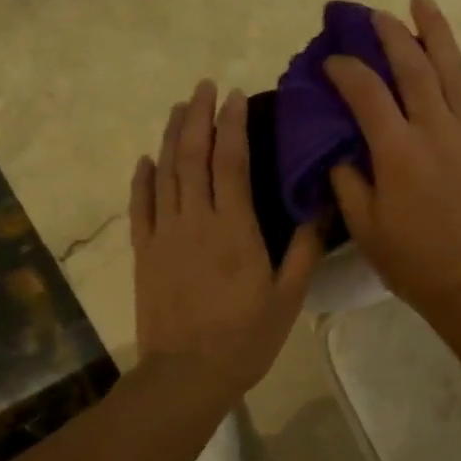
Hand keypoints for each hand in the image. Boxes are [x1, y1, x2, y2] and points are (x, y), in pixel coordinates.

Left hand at [132, 81, 322, 394]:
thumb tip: (320, 207)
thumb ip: (303, 249)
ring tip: (179, 107)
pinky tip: (146, 159)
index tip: (235, 95)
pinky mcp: (143, 252)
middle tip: (204, 86)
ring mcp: (163, 234)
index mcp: (234, 228)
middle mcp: (195, 220)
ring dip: (171, 136)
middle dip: (198, 116)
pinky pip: (140, 206)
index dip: (233, 124)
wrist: (186, 374)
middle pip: (192, 156)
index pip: (231, 162)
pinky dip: (142, 178)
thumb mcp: (288, 297)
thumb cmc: (245, 338)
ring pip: (165, 173)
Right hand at [324, 0, 460, 313]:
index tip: (334, 62)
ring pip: (453, 68)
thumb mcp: (365, 228)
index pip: (365, 94)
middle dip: (390, 36)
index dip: (346, 70)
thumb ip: (348, 182)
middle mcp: (436, 130)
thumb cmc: (414, 262)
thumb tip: (341, 148)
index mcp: (396, 153)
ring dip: (435, 29)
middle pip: (411, 68)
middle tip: (376, 17)